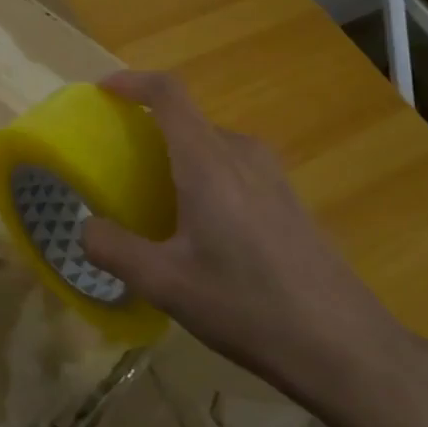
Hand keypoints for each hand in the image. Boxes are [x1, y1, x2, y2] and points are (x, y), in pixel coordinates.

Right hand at [80, 71, 423, 420]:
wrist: (343, 344)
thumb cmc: (247, 306)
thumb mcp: (165, 284)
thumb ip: (113, 249)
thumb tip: (84, 226)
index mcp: (209, 162)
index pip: (169, 94)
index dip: (132, 82)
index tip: (102, 91)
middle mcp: (243, 155)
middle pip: (188, 121)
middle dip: (148, 132)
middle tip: (118, 167)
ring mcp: (272, 175)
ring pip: (212, 147)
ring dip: (177, 159)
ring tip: (152, 203)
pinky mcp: (288, 200)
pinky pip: (233, 169)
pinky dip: (203, 178)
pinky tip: (199, 232)